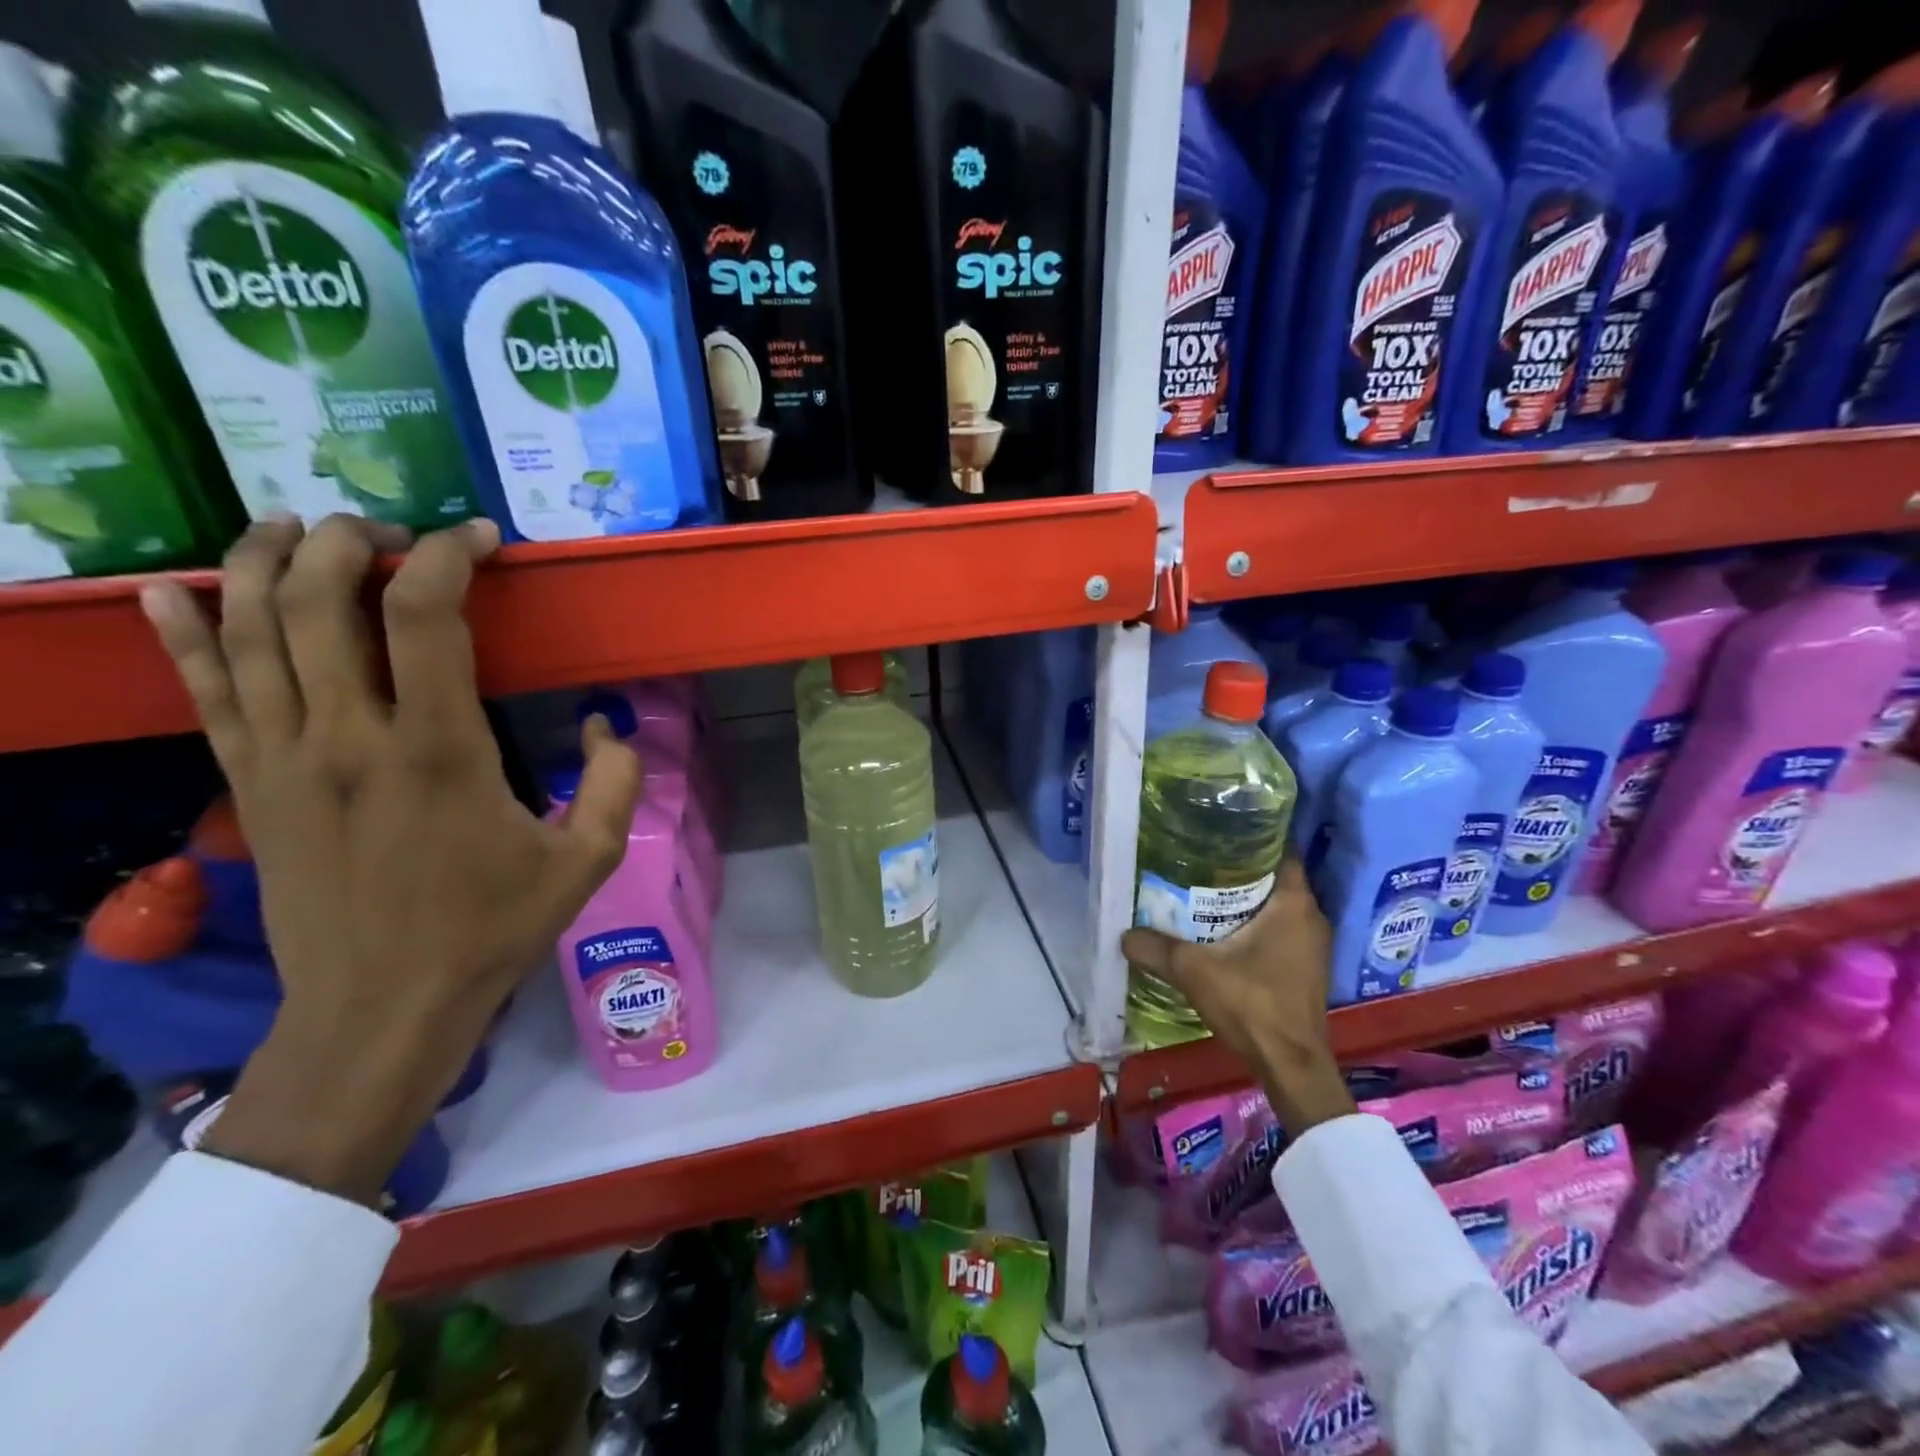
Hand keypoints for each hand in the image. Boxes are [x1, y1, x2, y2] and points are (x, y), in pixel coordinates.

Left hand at [138, 515, 641, 1207]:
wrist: (381, 1007)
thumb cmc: (491, 928)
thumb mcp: (587, 860)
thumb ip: (614, 783)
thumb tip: (608, 726)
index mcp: (438, 750)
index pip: (424, 615)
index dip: (447, 556)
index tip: (478, 539)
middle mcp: (349, 737)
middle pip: (321, 602)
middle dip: (350, 541)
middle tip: (386, 528)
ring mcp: (284, 759)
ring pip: (251, 633)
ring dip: (266, 564)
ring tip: (293, 526)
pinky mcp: (248, 785)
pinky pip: (205, 693)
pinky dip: (184, 634)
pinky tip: (173, 589)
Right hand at [1122, 860, 1355, 1136]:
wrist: (1291, 1066)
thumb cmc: (1253, 1005)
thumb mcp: (1195, 972)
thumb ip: (1156, 949)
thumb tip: (1123, 934)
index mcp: (1294, 904)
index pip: (1279, 850)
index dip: (1252, 836)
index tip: (1219, 831)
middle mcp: (1310, 916)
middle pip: (1274, 876)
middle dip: (1239, 867)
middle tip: (1199, 860)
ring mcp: (1311, 943)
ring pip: (1276, 904)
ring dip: (1246, 897)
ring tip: (1204, 889)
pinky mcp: (1305, 965)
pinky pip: (1279, 927)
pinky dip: (1255, 922)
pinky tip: (1222, 928)